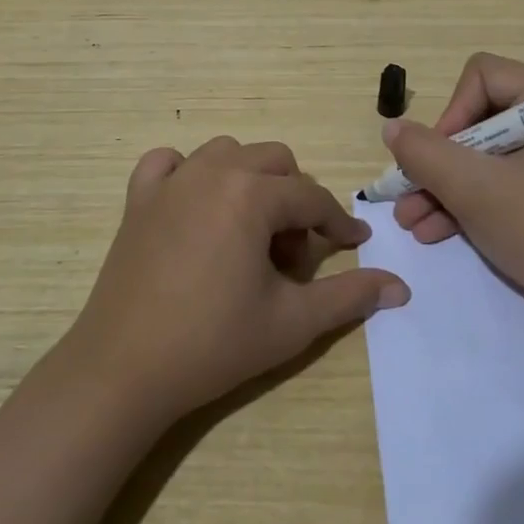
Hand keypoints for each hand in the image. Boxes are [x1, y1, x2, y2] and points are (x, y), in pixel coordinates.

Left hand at [63, 137, 410, 422]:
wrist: (124, 370)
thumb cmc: (214, 344)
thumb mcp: (292, 322)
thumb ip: (350, 297)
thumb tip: (400, 287)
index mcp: (252, 194)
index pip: (311, 198)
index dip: (338, 224)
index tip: (353, 247)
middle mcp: (212, 171)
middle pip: (275, 162)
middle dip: (295, 199)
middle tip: (292, 253)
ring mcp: (171, 181)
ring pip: (227, 153)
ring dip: (249, 181)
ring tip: (249, 232)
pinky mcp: (137, 199)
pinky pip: (168, 163)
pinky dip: (187, 172)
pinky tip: (194, 205)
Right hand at [384, 53, 523, 319]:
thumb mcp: (475, 191)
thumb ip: (426, 154)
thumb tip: (392, 128)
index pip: (483, 77)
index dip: (452, 113)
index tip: (437, 158)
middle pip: (477, 119)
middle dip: (437, 161)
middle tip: (407, 192)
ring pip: (482, 156)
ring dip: (443, 186)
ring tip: (409, 221)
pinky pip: (498, 181)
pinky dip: (467, 202)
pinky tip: (432, 232)